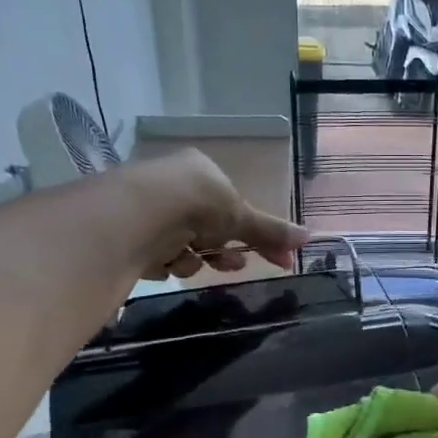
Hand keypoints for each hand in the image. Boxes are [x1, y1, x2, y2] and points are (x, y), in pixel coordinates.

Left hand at [119, 149, 308, 278]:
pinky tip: (162, 261)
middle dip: (223, 252)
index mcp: (201, 172)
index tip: (278, 261)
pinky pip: (158, 256)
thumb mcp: (240, 216)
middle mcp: (174, 186)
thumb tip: (308, 237)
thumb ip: (271, 231)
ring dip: (193, 260)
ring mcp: (149, 210)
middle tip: (230, 266)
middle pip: (210, 230)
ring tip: (187, 261)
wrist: (138, 214)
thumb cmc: (196, 205)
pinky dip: (166, 263)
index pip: (234, 206)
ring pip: (185, 247)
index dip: (256, 235)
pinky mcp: (129, 234)